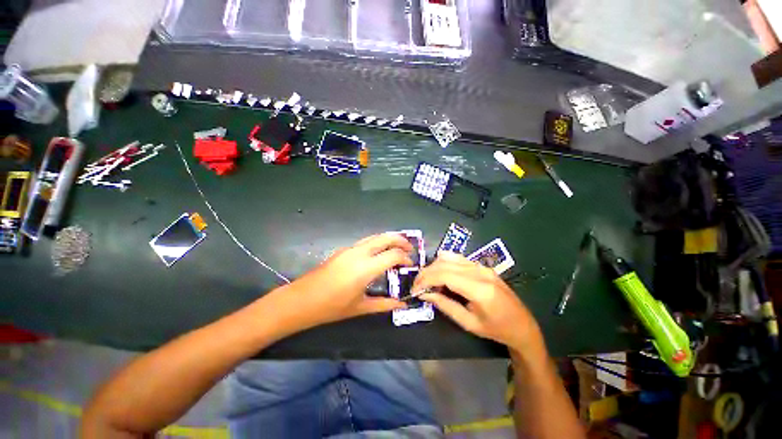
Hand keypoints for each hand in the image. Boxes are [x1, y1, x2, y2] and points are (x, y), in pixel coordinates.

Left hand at [265, 233, 413, 329]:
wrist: (300, 300)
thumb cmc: (331, 307)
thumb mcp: (360, 307)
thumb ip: (384, 304)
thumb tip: (402, 304)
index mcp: (365, 268)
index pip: (393, 254)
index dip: (405, 258)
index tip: (410, 265)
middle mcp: (359, 253)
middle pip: (385, 237)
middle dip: (401, 240)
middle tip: (410, 249)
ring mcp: (350, 249)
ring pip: (375, 236)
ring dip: (389, 239)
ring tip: (398, 248)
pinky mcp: (343, 250)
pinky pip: (365, 241)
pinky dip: (377, 243)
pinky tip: (379, 254)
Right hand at [414, 252, 542, 352]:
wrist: (522, 325)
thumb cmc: (496, 330)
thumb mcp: (468, 323)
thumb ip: (445, 305)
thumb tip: (425, 294)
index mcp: (479, 289)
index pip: (445, 275)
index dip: (426, 279)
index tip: (414, 289)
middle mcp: (480, 272)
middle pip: (445, 263)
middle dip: (426, 273)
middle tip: (417, 285)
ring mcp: (482, 266)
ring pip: (450, 257)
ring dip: (434, 267)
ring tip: (427, 280)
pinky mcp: (482, 266)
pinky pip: (458, 258)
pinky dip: (444, 263)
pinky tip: (440, 273)